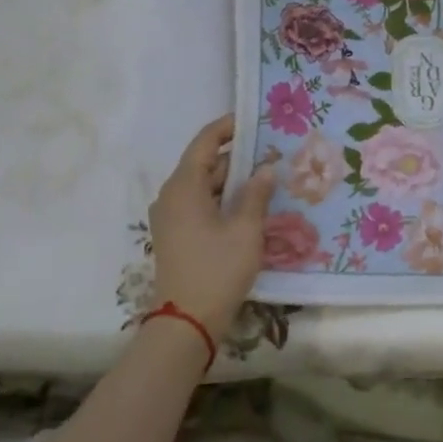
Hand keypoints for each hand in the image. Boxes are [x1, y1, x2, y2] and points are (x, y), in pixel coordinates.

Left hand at [149, 114, 276, 339]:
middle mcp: (171, 196)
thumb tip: (266, 169)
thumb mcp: (245, 230)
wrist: (187, 321)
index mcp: (183, 187)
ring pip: (204, 186)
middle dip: (237, 157)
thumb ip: (256, 194)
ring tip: (267, 177)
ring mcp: (171, 217)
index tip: (254, 120)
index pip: (205, 142)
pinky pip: (200, 204)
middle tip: (272, 152)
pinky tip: (249, 205)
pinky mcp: (176, 235)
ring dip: (232, 181)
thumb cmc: (217, 269)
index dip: (228, 127)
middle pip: (205, 164)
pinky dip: (223, 199)